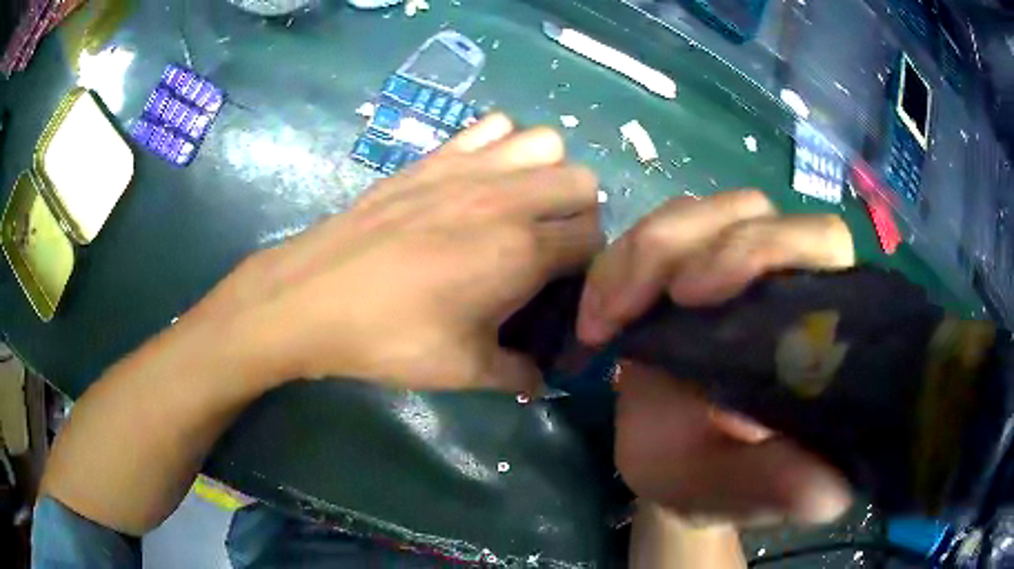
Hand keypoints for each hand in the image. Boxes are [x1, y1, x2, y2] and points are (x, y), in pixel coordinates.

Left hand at [189, 114, 601, 391]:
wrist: (312, 297)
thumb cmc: (389, 336)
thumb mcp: (463, 370)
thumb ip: (518, 375)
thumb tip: (543, 381)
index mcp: (522, 250)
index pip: (593, 238)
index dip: (589, 265)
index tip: (565, 287)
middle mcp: (506, 196)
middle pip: (582, 181)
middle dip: (579, 214)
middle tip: (546, 247)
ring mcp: (468, 167)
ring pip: (546, 143)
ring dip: (547, 172)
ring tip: (519, 206)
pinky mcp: (434, 156)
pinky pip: (492, 126)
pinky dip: (503, 144)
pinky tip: (481, 177)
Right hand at [577, 190, 853, 525]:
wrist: (670, 465)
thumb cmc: (713, 479)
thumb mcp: (740, 491)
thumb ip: (778, 486)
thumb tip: (825, 490)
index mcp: (817, 323)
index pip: (820, 242)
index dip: (766, 249)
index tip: (693, 296)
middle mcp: (782, 276)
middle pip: (749, 211)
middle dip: (680, 245)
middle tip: (624, 309)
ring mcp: (730, 264)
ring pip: (697, 213)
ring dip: (640, 254)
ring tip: (602, 319)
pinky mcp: (685, 265)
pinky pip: (651, 236)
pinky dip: (615, 265)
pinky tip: (596, 317)